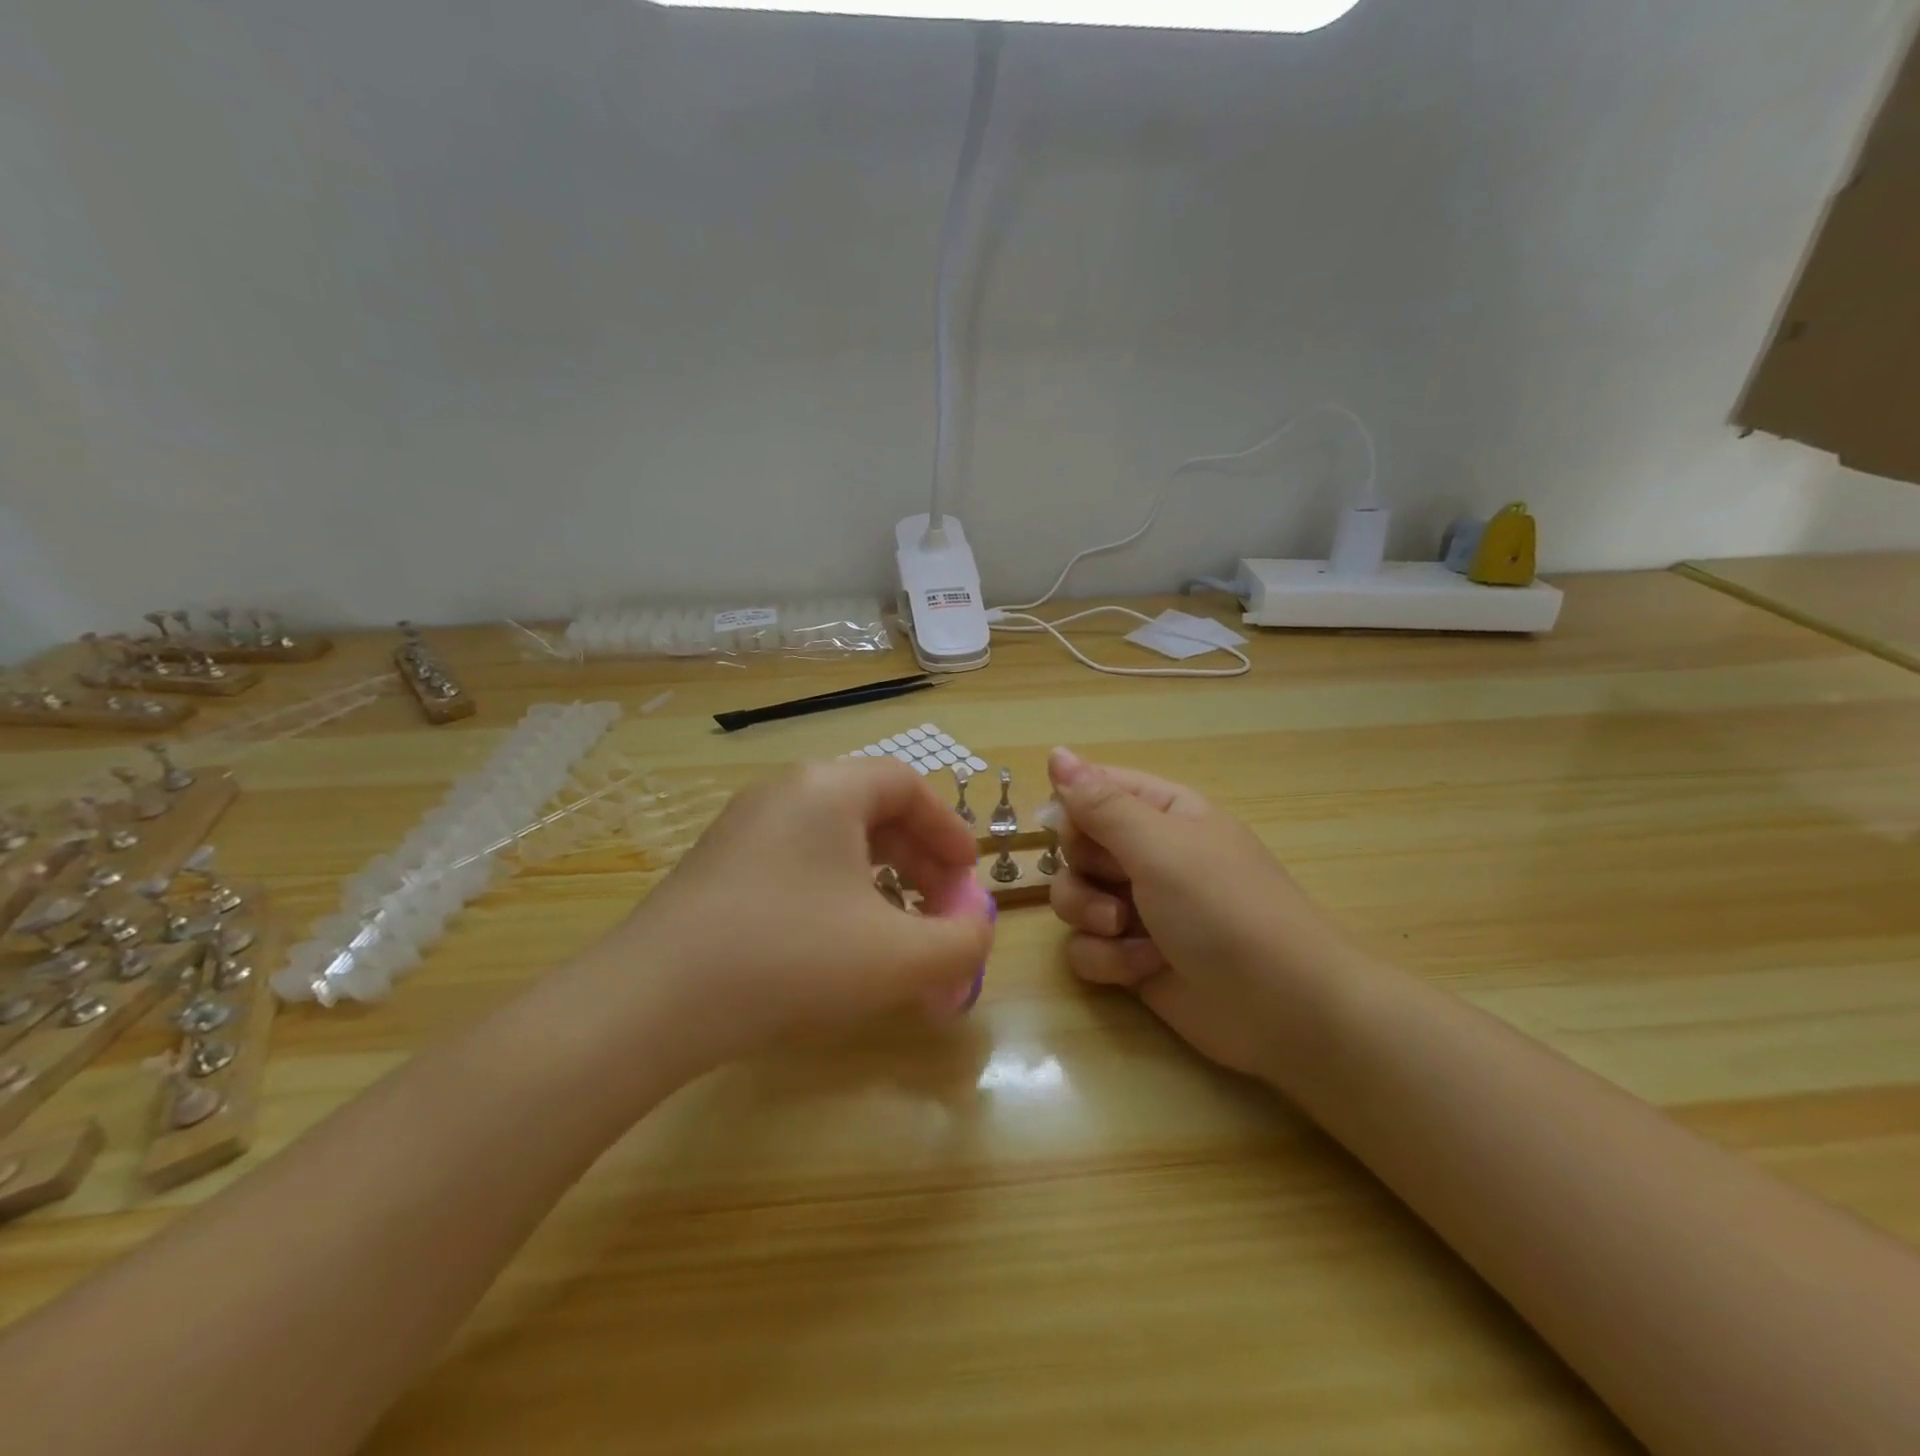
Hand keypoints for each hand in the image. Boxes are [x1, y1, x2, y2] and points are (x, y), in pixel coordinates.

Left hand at [594, 759, 995, 1069]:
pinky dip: (835, 894)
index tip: (967, 877)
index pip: (906, 785)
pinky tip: (838, 945)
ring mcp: (743, 828)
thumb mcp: (898, 956)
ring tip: (895, 932)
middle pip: (872, 811)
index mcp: (829, 789)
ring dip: (879, 881)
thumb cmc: (791, 957)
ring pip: (834, 841)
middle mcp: (784, 793)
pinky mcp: (718, 867)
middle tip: (938, 911)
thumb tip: (977, 932)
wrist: (652, 1001)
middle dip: (918, 861)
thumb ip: (961, 942)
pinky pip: (797, 863)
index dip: (947, 829)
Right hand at [1045, 747, 1362, 1080]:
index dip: (1073, 809)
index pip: (1095, 790)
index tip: (1069, 829)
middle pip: (1075, 846)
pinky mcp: (1130, 958)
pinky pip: (1086, 947)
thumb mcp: (1159, 845)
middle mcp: (1147, 856)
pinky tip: (1144, 969)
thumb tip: (1056, 752)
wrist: (1281, 1008)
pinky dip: (1108, 959)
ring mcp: (1139, 909)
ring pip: (1073, 898)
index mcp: (1163, 814)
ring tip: (1126, 931)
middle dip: (1084, 869)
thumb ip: (1100, 803)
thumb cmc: (1223, 908)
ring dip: (1091, 916)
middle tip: (1117, 881)